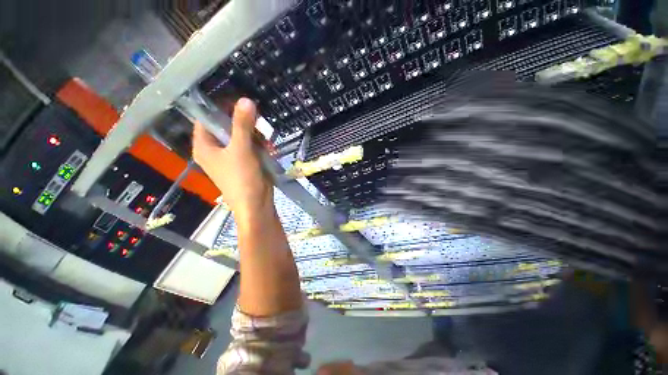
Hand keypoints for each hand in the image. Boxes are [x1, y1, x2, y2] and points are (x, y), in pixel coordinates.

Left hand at [192, 98, 273, 219]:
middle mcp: (215, 150)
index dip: (219, 107)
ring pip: (240, 136)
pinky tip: (267, 147)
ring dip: (253, 134)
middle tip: (256, 119)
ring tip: (264, 138)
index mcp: (204, 146)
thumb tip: (245, 100)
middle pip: (225, 126)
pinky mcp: (245, 162)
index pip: (206, 118)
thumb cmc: (242, 178)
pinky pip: (249, 146)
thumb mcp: (241, 149)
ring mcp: (231, 156)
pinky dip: (258, 144)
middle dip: (242, 122)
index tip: (237, 99)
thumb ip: (242, 125)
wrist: (256, 204)